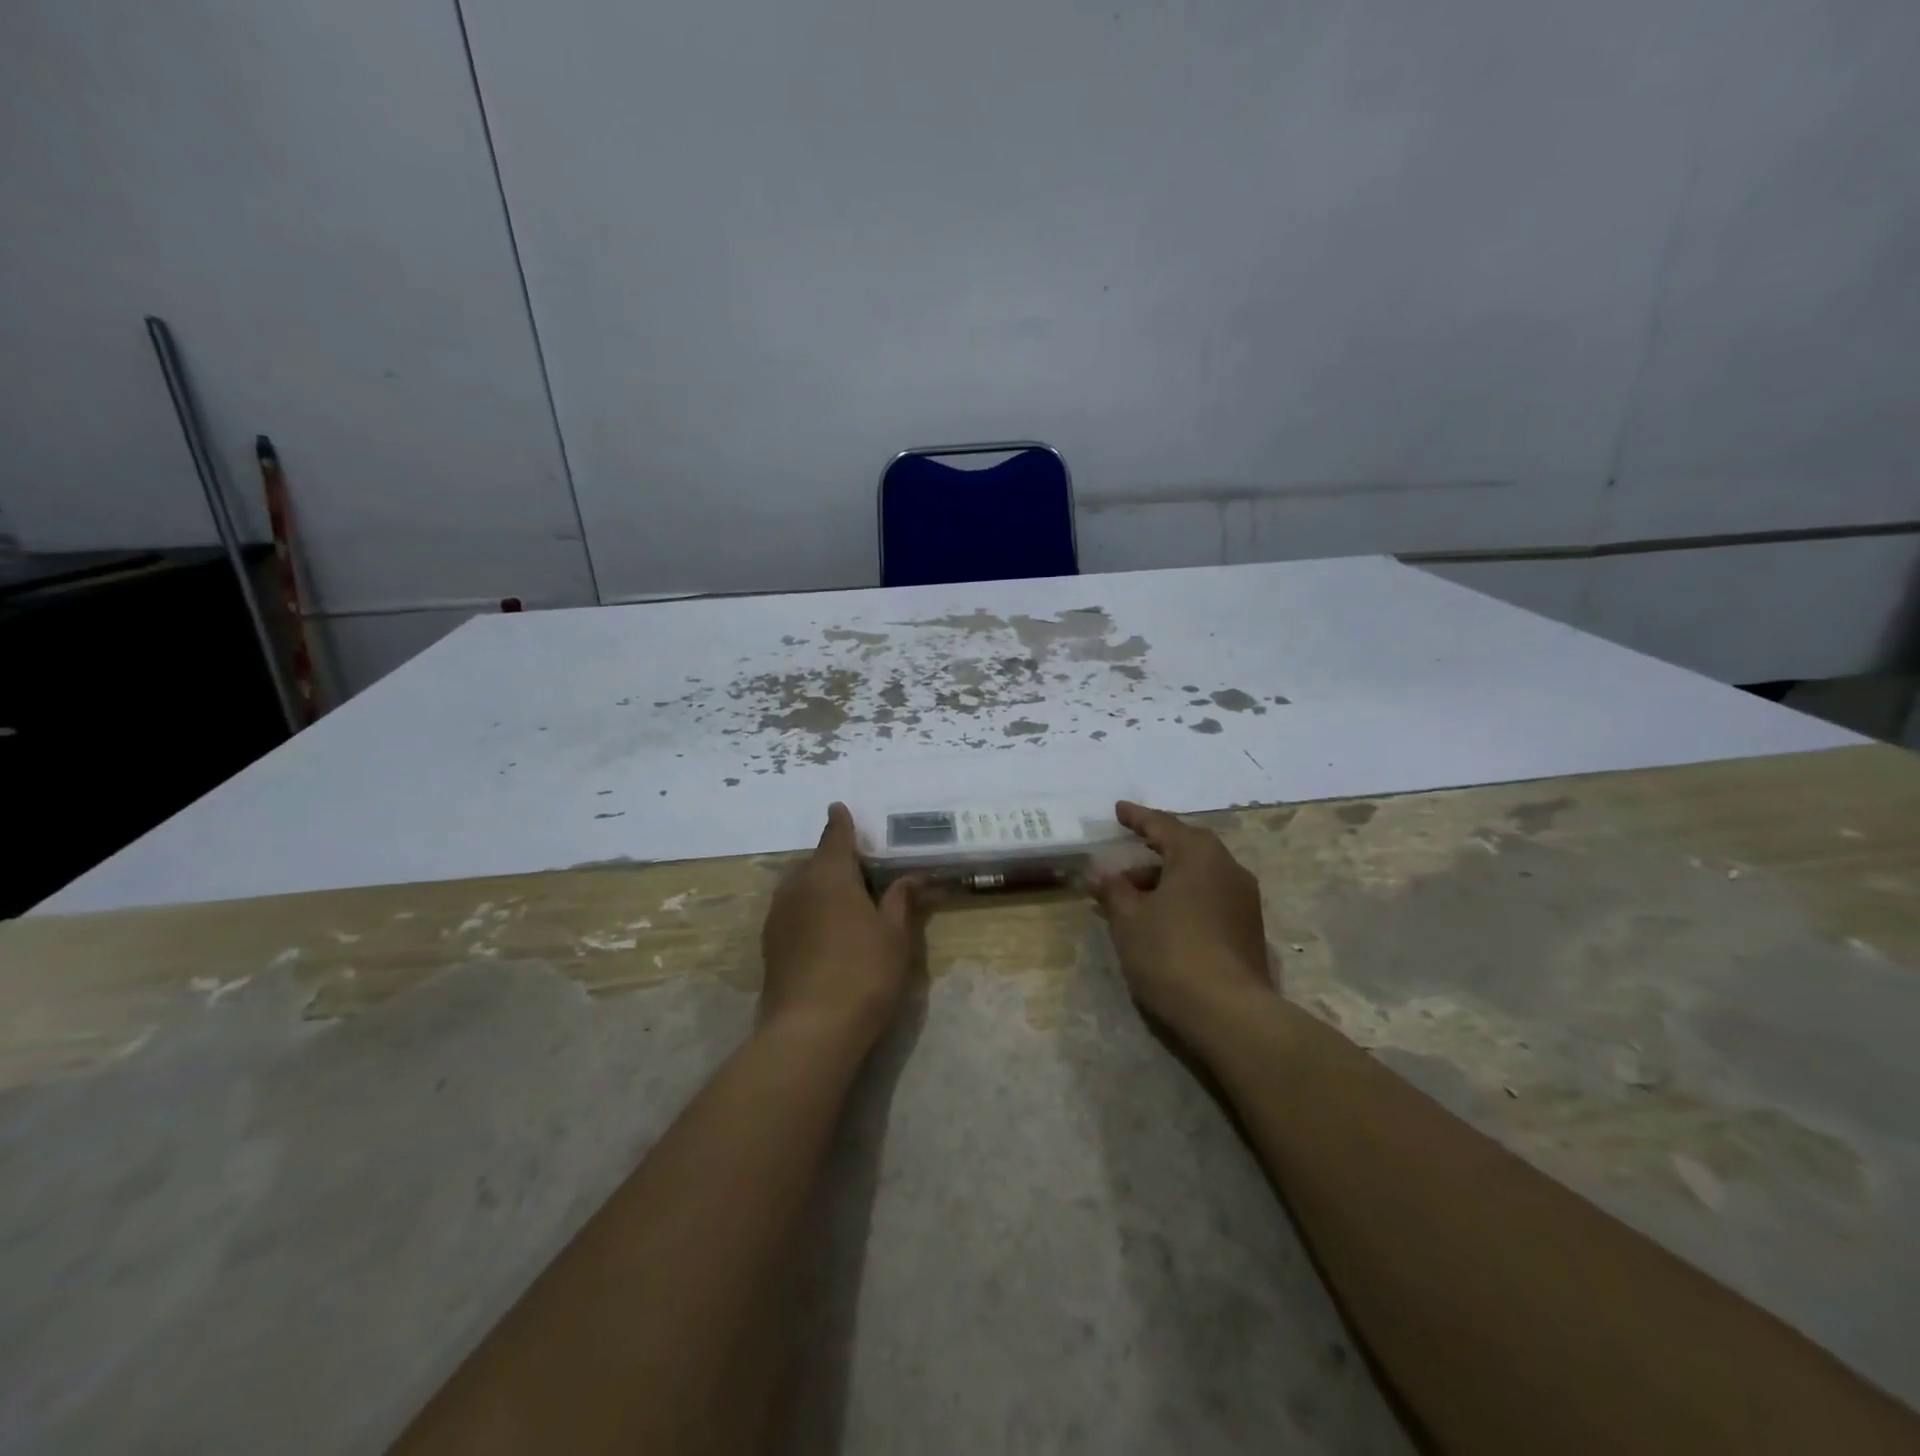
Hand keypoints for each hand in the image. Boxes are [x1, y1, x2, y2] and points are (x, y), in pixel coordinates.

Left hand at [759, 803, 922, 1047]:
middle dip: (834, 859)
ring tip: (844, 901)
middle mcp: (798, 886)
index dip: (841, 822)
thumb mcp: (895, 935)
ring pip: (800, 886)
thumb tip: (912, 877)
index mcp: (830, 874)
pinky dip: (808, 909)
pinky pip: (792, 911)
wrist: (809, 1031)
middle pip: (815, 861)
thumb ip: (901, 900)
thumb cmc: (863, 973)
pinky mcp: (769, 944)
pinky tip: (824, 931)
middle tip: (861, 870)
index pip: (835, 836)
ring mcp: (778, 916)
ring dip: (818, 885)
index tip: (839, 808)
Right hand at [1086, 800, 1273, 1044]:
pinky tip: (1160, 917)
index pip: (1162, 825)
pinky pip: (1209, 896)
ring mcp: (1243, 899)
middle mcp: (1227, 868)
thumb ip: (1112, 890)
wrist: (1229, 1013)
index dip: (1137, 817)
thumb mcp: (1129, 919)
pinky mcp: (1248, 928)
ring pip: (1198, 874)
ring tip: (1132, 894)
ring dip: (1166, 877)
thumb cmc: (1171, 953)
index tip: (1118, 810)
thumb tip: (1097, 873)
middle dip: (1152, 849)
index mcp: (1199, 855)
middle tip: (1124, 852)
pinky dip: (1183, 896)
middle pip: (1185, 847)